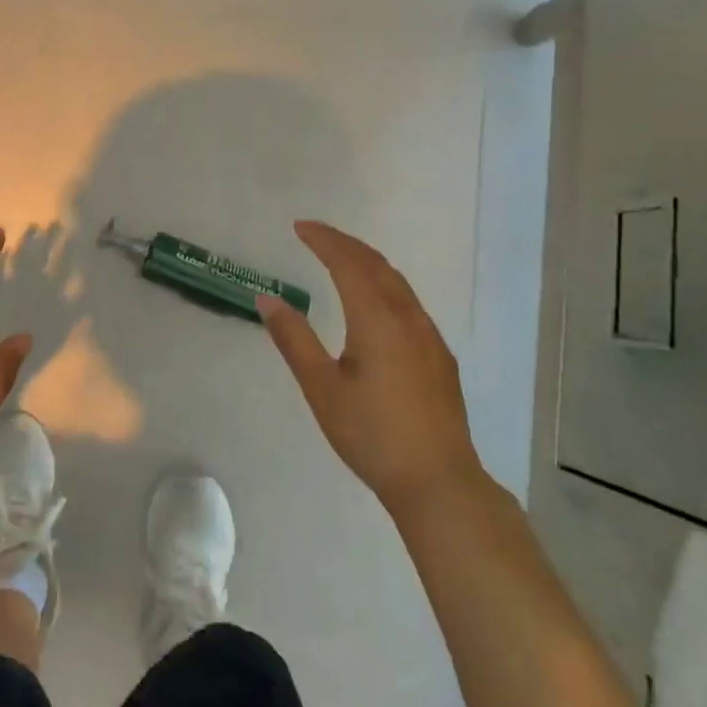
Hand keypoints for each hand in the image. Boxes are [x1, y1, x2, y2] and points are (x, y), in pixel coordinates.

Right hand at [258, 220, 484, 516]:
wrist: (437, 480)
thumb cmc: (371, 434)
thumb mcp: (321, 388)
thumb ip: (294, 339)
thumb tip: (267, 299)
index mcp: (378, 320)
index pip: (349, 263)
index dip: (324, 240)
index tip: (299, 226)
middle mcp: (408, 318)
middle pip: (377, 265)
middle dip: (345, 244)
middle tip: (315, 234)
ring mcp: (429, 337)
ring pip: (397, 283)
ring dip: (366, 263)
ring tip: (340, 258)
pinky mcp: (439, 357)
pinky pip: (408, 302)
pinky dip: (383, 285)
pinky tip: (373, 302)